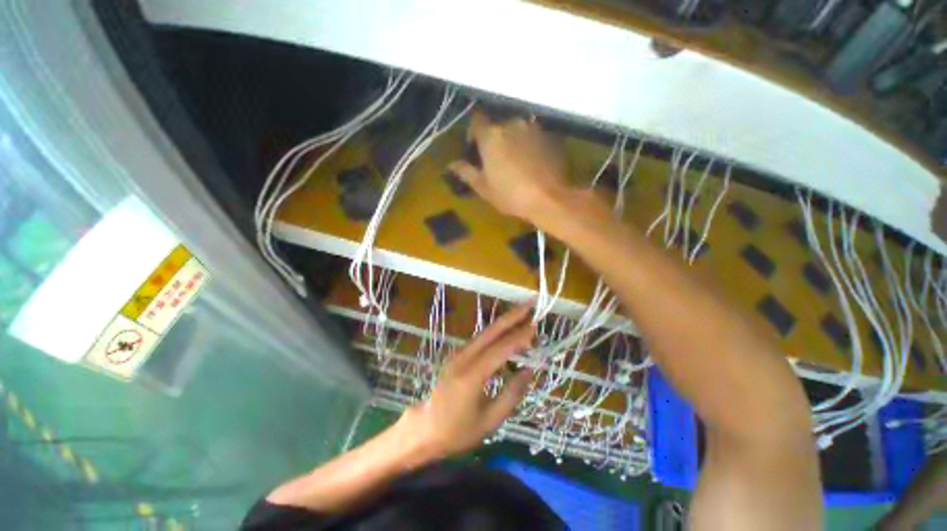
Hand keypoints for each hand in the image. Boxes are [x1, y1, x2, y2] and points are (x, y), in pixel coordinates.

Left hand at [398, 302, 535, 459]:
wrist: (424, 429)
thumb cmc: (457, 431)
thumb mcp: (490, 420)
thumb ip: (512, 394)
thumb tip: (529, 370)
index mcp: (472, 375)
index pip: (501, 349)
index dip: (519, 337)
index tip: (536, 327)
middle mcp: (464, 357)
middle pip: (491, 331)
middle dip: (511, 315)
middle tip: (529, 303)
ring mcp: (458, 354)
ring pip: (485, 332)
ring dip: (504, 322)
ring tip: (523, 314)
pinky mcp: (457, 355)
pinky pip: (480, 339)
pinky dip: (496, 332)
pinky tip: (506, 331)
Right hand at [448, 109, 570, 222]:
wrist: (549, 199)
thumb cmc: (511, 195)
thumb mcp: (484, 188)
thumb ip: (466, 172)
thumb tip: (452, 164)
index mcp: (491, 135)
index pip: (476, 120)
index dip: (473, 132)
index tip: (474, 148)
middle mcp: (512, 124)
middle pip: (498, 125)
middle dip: (495, 139)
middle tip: (497, 159)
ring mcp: (534, 128)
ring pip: (518, 129)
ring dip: (513, 140)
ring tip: (517, 161)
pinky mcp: (551, 135)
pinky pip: (535, 135)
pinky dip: (530, 144)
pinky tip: (533, 161)